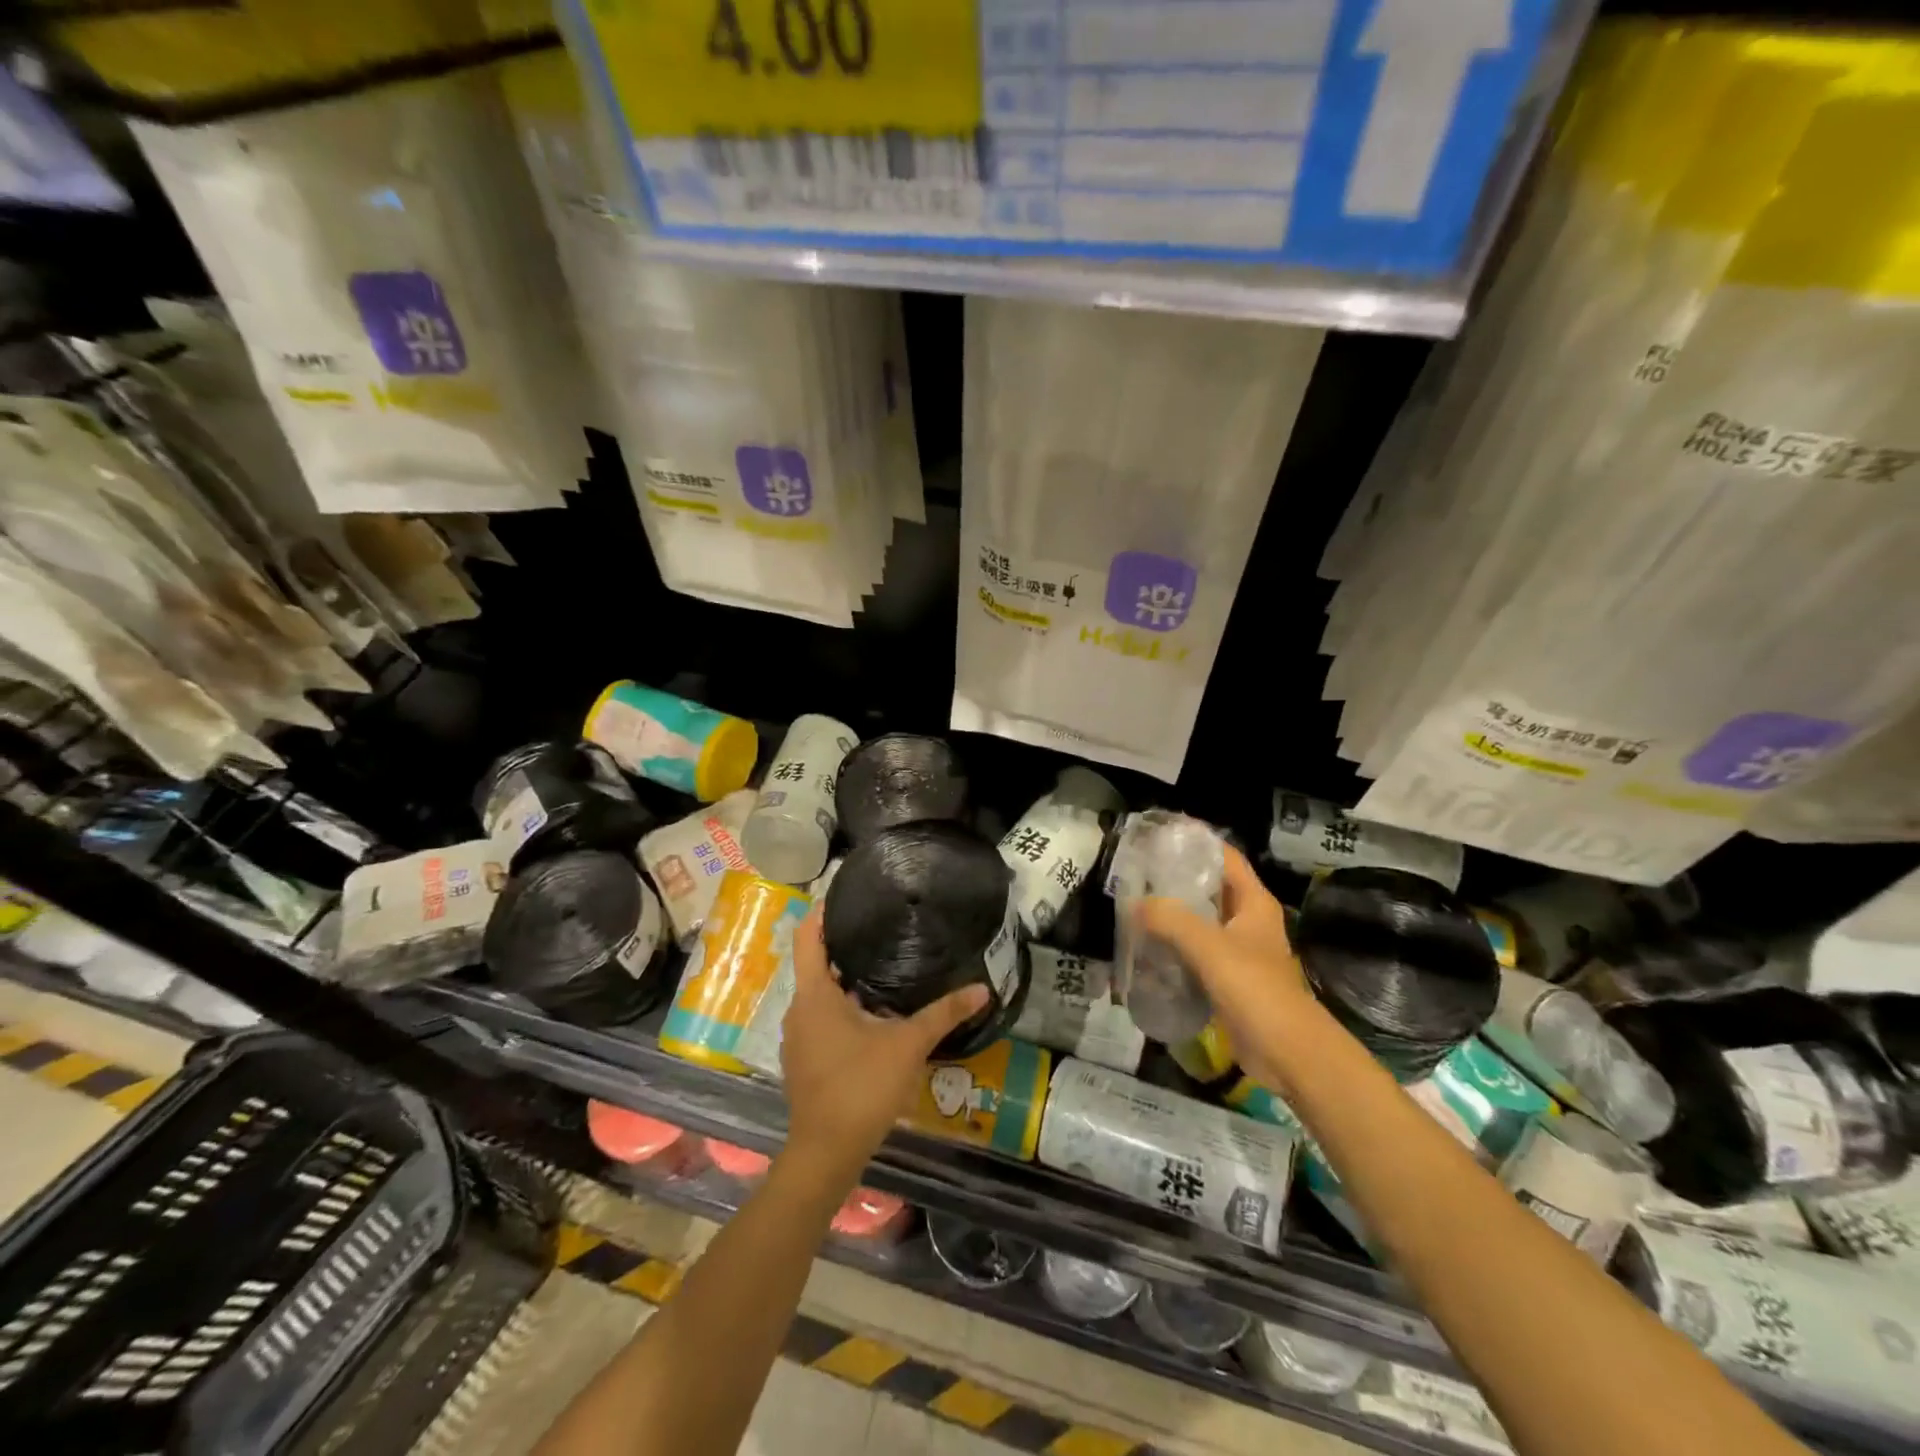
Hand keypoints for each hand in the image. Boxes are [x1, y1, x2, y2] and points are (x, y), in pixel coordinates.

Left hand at [779, 907, 987, 1183]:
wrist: (826, 1154)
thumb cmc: (861, 1088)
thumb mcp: (907, 1045)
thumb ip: (943, 1014)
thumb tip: (982, 989)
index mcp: (814, 994)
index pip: (807, 936)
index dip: (823, 911)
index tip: (848, 894)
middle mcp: (799, 1009)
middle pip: (816, 963)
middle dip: (845, 945)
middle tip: (883, 926)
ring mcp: (798, 1037)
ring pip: (820, 994)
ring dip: (845, 979)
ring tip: (885, 963)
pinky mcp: (805, 1059)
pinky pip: (821, 1018)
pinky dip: (842, 1007)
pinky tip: (874, 1013)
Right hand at [1135, 845, 1327, 1091]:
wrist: (1289, 1054)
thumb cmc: (1256, 989)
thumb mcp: (1210, 947)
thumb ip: (1171, 920)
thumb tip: (1136, 904)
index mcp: (1254, 902)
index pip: (1225, 857)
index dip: (1195, 842)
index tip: (1159, 835)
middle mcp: (1248, 920)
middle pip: (1210, 888)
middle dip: (1176, 879)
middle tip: (1137, 872)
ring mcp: (1239, 951)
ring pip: (1201, 921)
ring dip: (1172, 915)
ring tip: (1134, 906)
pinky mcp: (1229, 979)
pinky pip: (1196, 952)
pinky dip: (1175, 947)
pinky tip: (1148, 947)